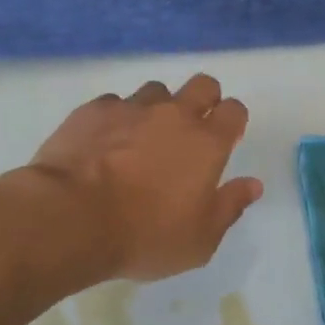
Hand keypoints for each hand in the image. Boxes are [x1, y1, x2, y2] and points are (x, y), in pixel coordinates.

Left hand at [28, 74, 263, 281]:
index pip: (235, 110)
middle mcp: (174, 114)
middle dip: (204, 99)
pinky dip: (116, 119)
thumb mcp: (198, 240)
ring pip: (156, 91)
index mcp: (207, 143)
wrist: (71, 217)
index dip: (233, 121)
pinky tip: (104, 143)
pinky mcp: (94, 109)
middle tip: (191, 130)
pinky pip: (115, 103)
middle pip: (203, 84)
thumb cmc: (143, 235)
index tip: (225, 139)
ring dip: (157, 108)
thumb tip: (253, 184)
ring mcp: (132, 107)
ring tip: (142, 138)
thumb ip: (229, 207)